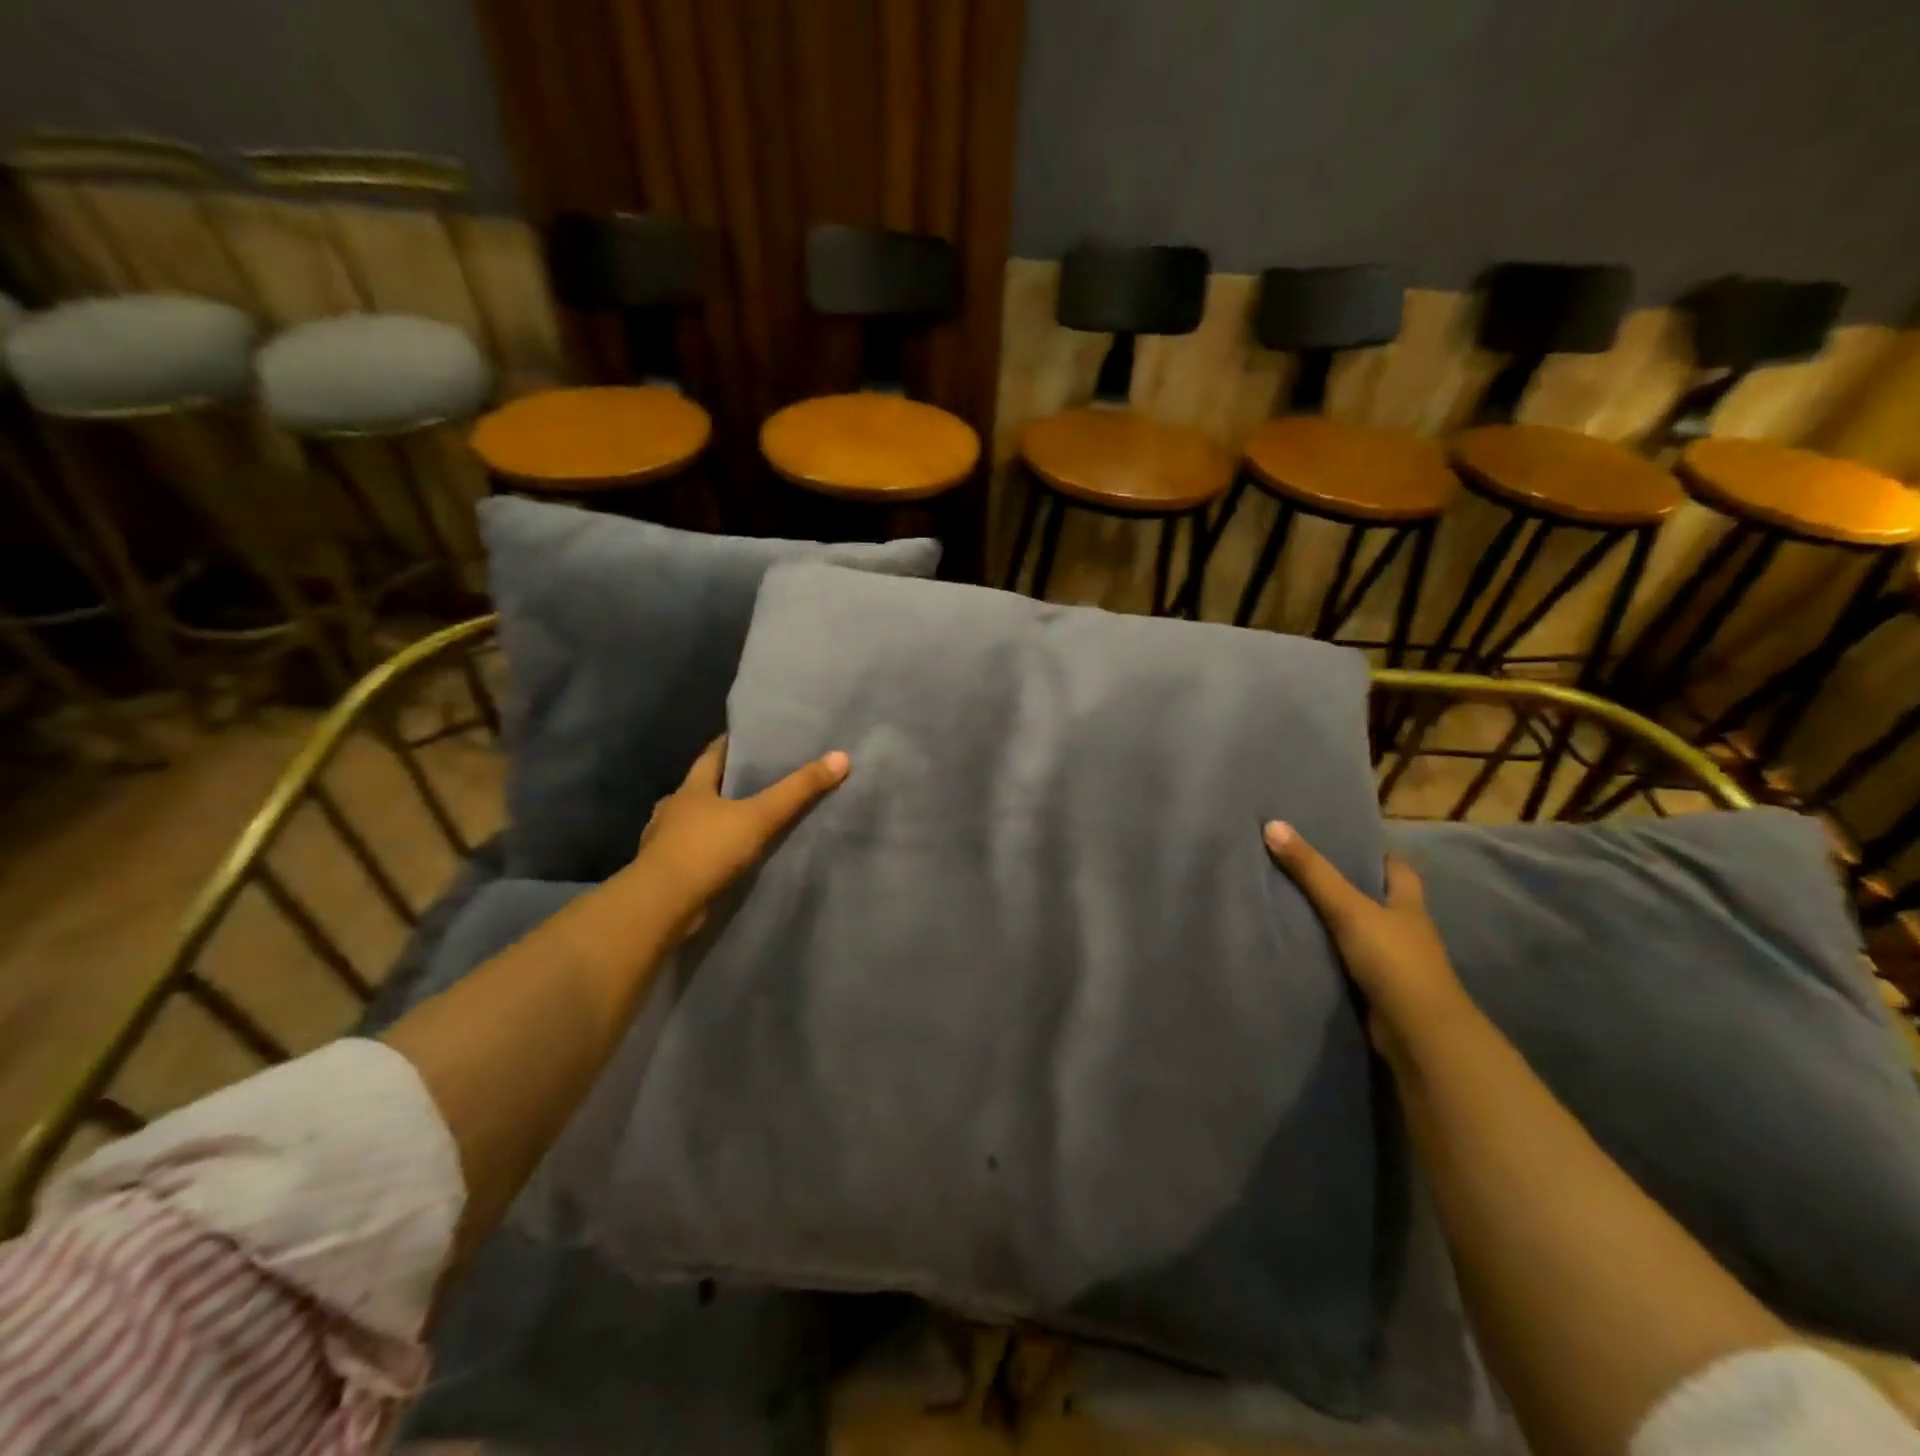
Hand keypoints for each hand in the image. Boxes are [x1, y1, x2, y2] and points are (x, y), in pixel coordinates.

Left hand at [633, 736, 848, 938]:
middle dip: (727, 783)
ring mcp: (665, 842)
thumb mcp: (760, 816)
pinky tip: (727, 857)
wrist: (661, 906)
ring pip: (695, 822)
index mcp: (691, 789)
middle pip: (703, 788)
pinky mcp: (668, 872)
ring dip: (716, 819)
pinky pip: (694, 852)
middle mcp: (673, 810)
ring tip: (746, 819)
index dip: (731, 744)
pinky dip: (710, 850)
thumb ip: (798, 790)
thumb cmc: (706, 849)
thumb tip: (841, 757)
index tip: (753, 737)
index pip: (712, 755)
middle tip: (760, 778)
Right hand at [1263, 820, 1467, 1053]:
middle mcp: (1405, 930)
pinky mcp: (1379, 990)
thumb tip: (1273, 824)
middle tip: (1305, 870)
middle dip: (1349, 888)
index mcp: (1408, 904)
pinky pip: (1350, 963)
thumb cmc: (1392, 960)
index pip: (1396, 868)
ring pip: (1362, 933)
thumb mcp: (1348, 908)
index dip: (1374, 854)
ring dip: (1337, 924)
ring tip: (1293, 904)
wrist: (1417, 1033)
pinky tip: (1303, 947)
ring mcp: (1394, 963)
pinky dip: (1331, 955)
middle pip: (1377, 900)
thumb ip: (1312, 871)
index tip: (1341, 842)